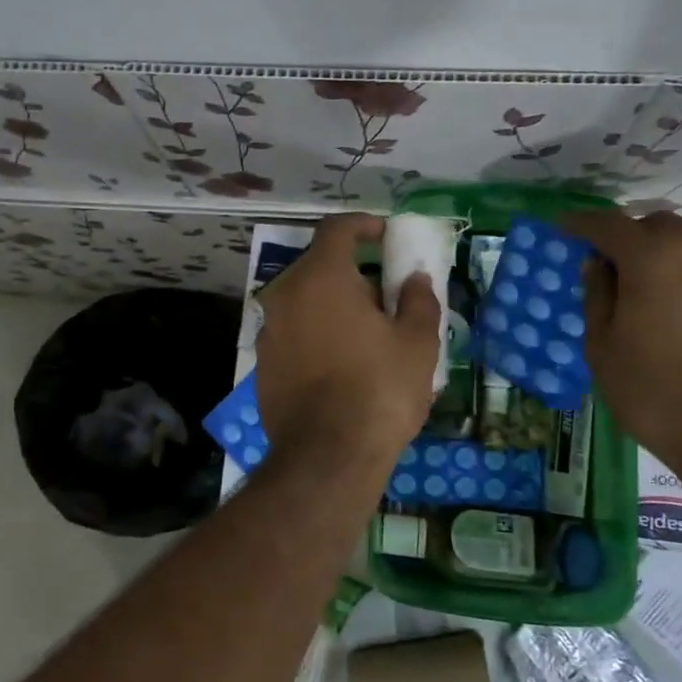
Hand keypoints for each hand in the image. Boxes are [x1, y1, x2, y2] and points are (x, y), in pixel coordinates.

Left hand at [254, 213, 440, 473]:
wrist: (327, 456)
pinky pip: (294, 333)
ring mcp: (269, 330)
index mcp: (321, 277)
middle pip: (319, 267)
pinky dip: (316, 334)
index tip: (385, 234)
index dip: (363, 224)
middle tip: (385, 297)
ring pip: (305, 301)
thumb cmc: (379, 389)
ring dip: (334, 306)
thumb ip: (418, 299)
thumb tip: (414, 279)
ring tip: (367, 335)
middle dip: (353, 273)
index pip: (336, 229)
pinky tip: (341, 366)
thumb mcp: (417, 342)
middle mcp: (285, 294)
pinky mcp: (263, 364)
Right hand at [563, 208, 681, 474]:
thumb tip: (597, 265)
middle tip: (605, 266)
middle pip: (655, 225)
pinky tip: (677, 310)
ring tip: (642, 290)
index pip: (608, 224)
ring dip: (661, 254)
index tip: (562, 228)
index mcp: (654, 258)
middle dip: (626, 237)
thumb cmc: (657, 393)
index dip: (580, 224)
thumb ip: (597, 295)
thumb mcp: (603, 347)